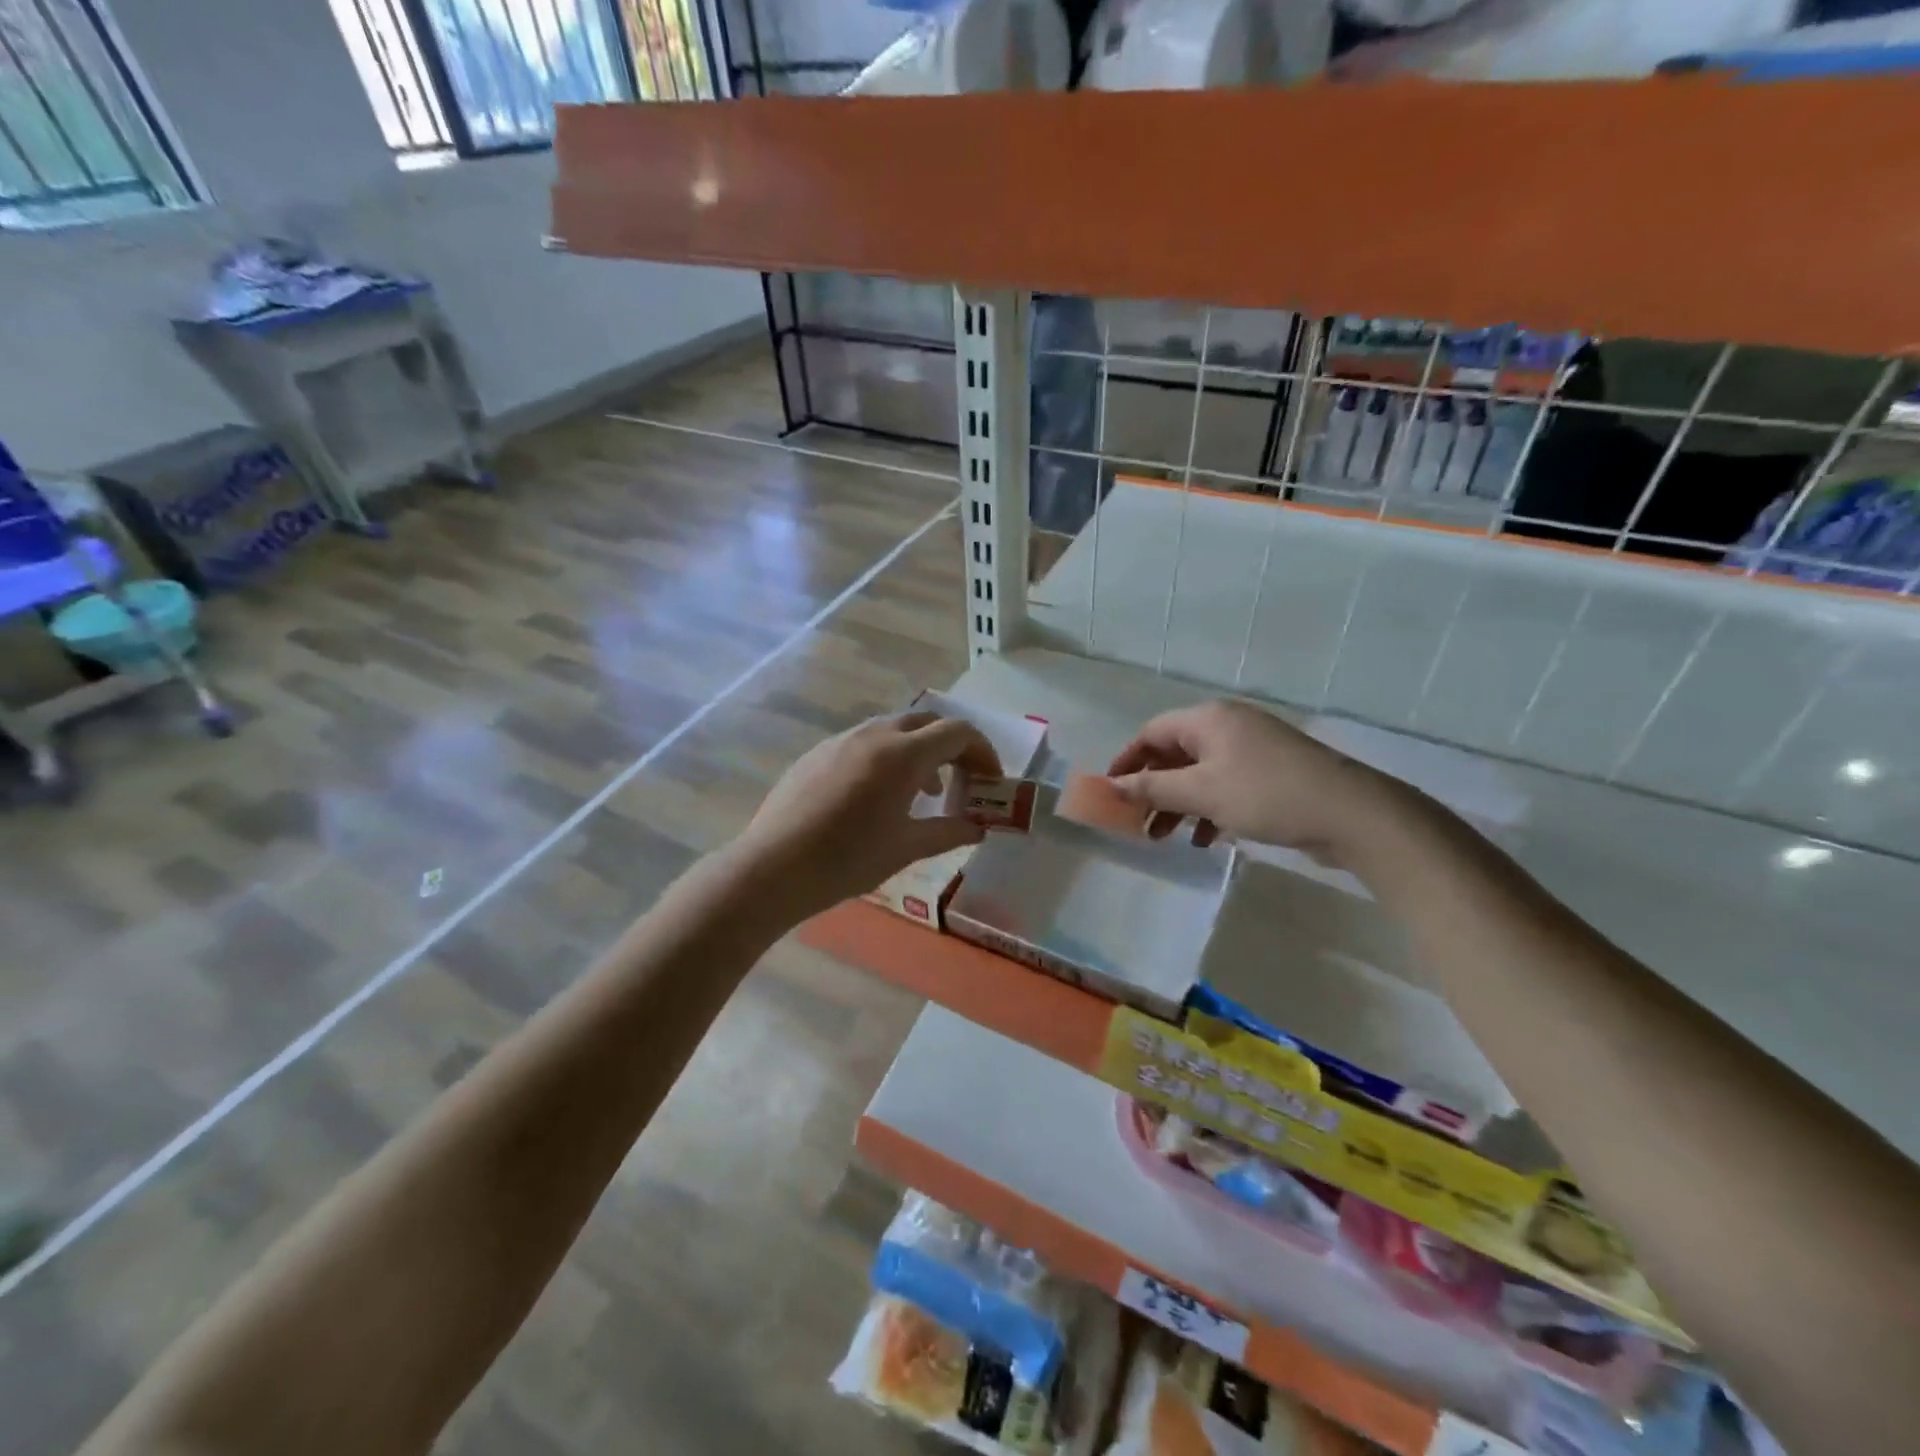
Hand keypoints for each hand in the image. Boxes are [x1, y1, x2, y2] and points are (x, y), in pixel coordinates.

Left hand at [732, 711, 1002, 922]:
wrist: (773, 867)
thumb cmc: (847, 860)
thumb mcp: (906, 848)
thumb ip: (949, 832)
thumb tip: (978, 828)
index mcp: (902, 754)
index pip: (957, 732)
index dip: (983, 752)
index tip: (990, 781)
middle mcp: (874, 735)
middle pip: (927, 721)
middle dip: (952, 745)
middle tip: (963, 780)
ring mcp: (841, 740)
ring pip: (893, 729)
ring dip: (919, 750)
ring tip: (924, 791)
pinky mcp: (817, 753)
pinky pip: (864, 742)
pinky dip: (888, 756)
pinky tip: (877, 796)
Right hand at [1107, 700, 1395, 859]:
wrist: (1352, 814)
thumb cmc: (1266, 795)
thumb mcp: (1202, 793)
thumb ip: (1153, 788)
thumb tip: (1111, 785)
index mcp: (1209, 719)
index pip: (1152, 733)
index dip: (1127, 761)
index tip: (1111, 792)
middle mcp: (1229, 726)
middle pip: (1174, 753)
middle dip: (1153, 789)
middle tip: (1137, 822)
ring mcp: (1253, 749)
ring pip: (1200, 773)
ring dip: (1178, 803)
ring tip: (1164, 837)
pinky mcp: (1272, 773)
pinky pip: (1226, 785)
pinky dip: (1209, 808)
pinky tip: (1205, 839)